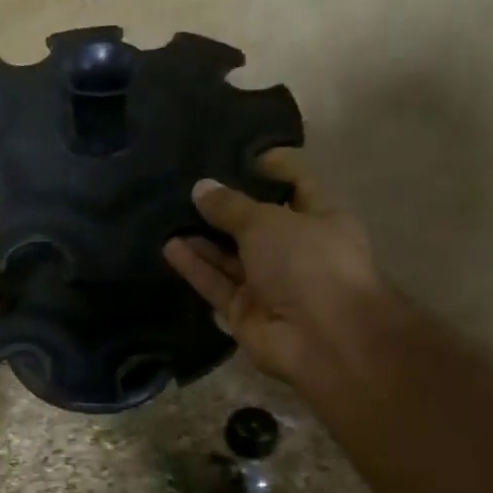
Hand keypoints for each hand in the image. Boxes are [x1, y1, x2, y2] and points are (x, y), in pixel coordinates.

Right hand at [162, 149, 381, 381]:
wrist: (323, 337)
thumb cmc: (309, 262)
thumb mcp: (267, 221)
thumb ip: (230, 206)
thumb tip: (201, 188)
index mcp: (321, 217)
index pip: (297, 183)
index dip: (272, 167)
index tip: (236, 154)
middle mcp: (296, 249)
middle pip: (256, 222)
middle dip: (225, 206)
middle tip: (188, 184)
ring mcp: (270, 283)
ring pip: (230, 256)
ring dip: (203, 237)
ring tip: (168, 214)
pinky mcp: (244, 311)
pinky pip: (216, 284)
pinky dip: (195, 267)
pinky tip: (169, 247)